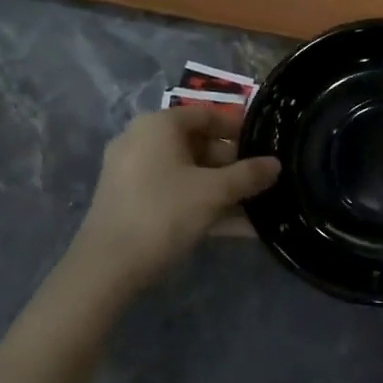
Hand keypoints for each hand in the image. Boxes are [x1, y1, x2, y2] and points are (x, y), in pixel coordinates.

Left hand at [65, 106, 279, 298]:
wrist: (106, 268)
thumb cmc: (163, 213)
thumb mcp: (214, 192)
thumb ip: (248, 175)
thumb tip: (276, 164)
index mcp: (158, 125)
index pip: (206, 114)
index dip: (238, 129)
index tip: (263, 147)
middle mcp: (141, 140)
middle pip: (197, 144)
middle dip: (232, 165)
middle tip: (260, 183)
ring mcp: (132, 172)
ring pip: (187, 173)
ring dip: (221, 189)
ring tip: (255, 208)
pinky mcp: (129, 201)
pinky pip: (173, 193)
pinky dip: (200, 204)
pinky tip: (234, 227)